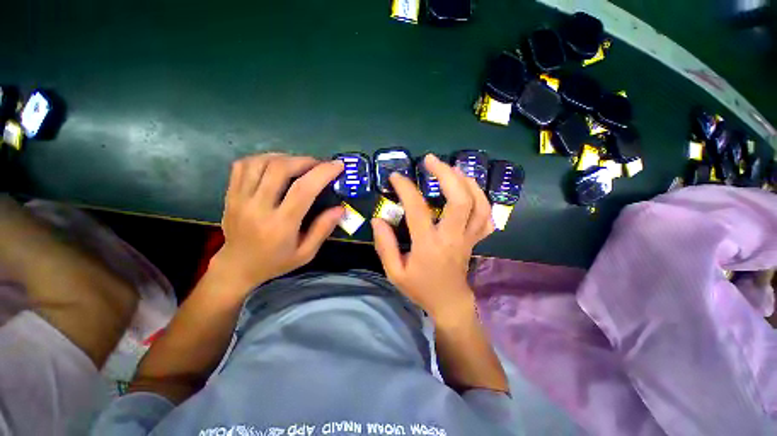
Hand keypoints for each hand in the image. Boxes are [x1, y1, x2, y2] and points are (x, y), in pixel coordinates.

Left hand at [213, 153, 343, 294]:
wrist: (237, 267)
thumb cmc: (276, 262)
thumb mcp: (306, 253)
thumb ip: (323, 229)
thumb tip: (341, 208)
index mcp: (280, 225)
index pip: (303, 190)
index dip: (322, 172)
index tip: (338, 165)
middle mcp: (257, 208)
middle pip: (280, 169)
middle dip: (305, 160)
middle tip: (319, 164)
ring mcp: (240, 199)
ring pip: (260, 162)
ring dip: (285, 157)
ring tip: (299, 163)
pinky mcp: (230, 194)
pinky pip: (243, 165)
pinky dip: (263, 158)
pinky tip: (276, 165)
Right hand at [371, 154, 493, 323]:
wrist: (449, 302)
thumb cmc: (420, 288)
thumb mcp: (395, 272)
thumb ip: (384, 245)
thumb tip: (378, 219)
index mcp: (429, 245)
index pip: (418, 210)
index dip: (406, 189)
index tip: (396, 176)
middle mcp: (453, 237)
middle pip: (460, 200)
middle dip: (447, 175)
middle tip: (432, 160)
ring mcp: (468, 238)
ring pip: (479, 205)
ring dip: (467, 182)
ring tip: (453, 169)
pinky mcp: (476, 239)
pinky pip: (487, 217)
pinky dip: (481, 199)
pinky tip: (470, 189)